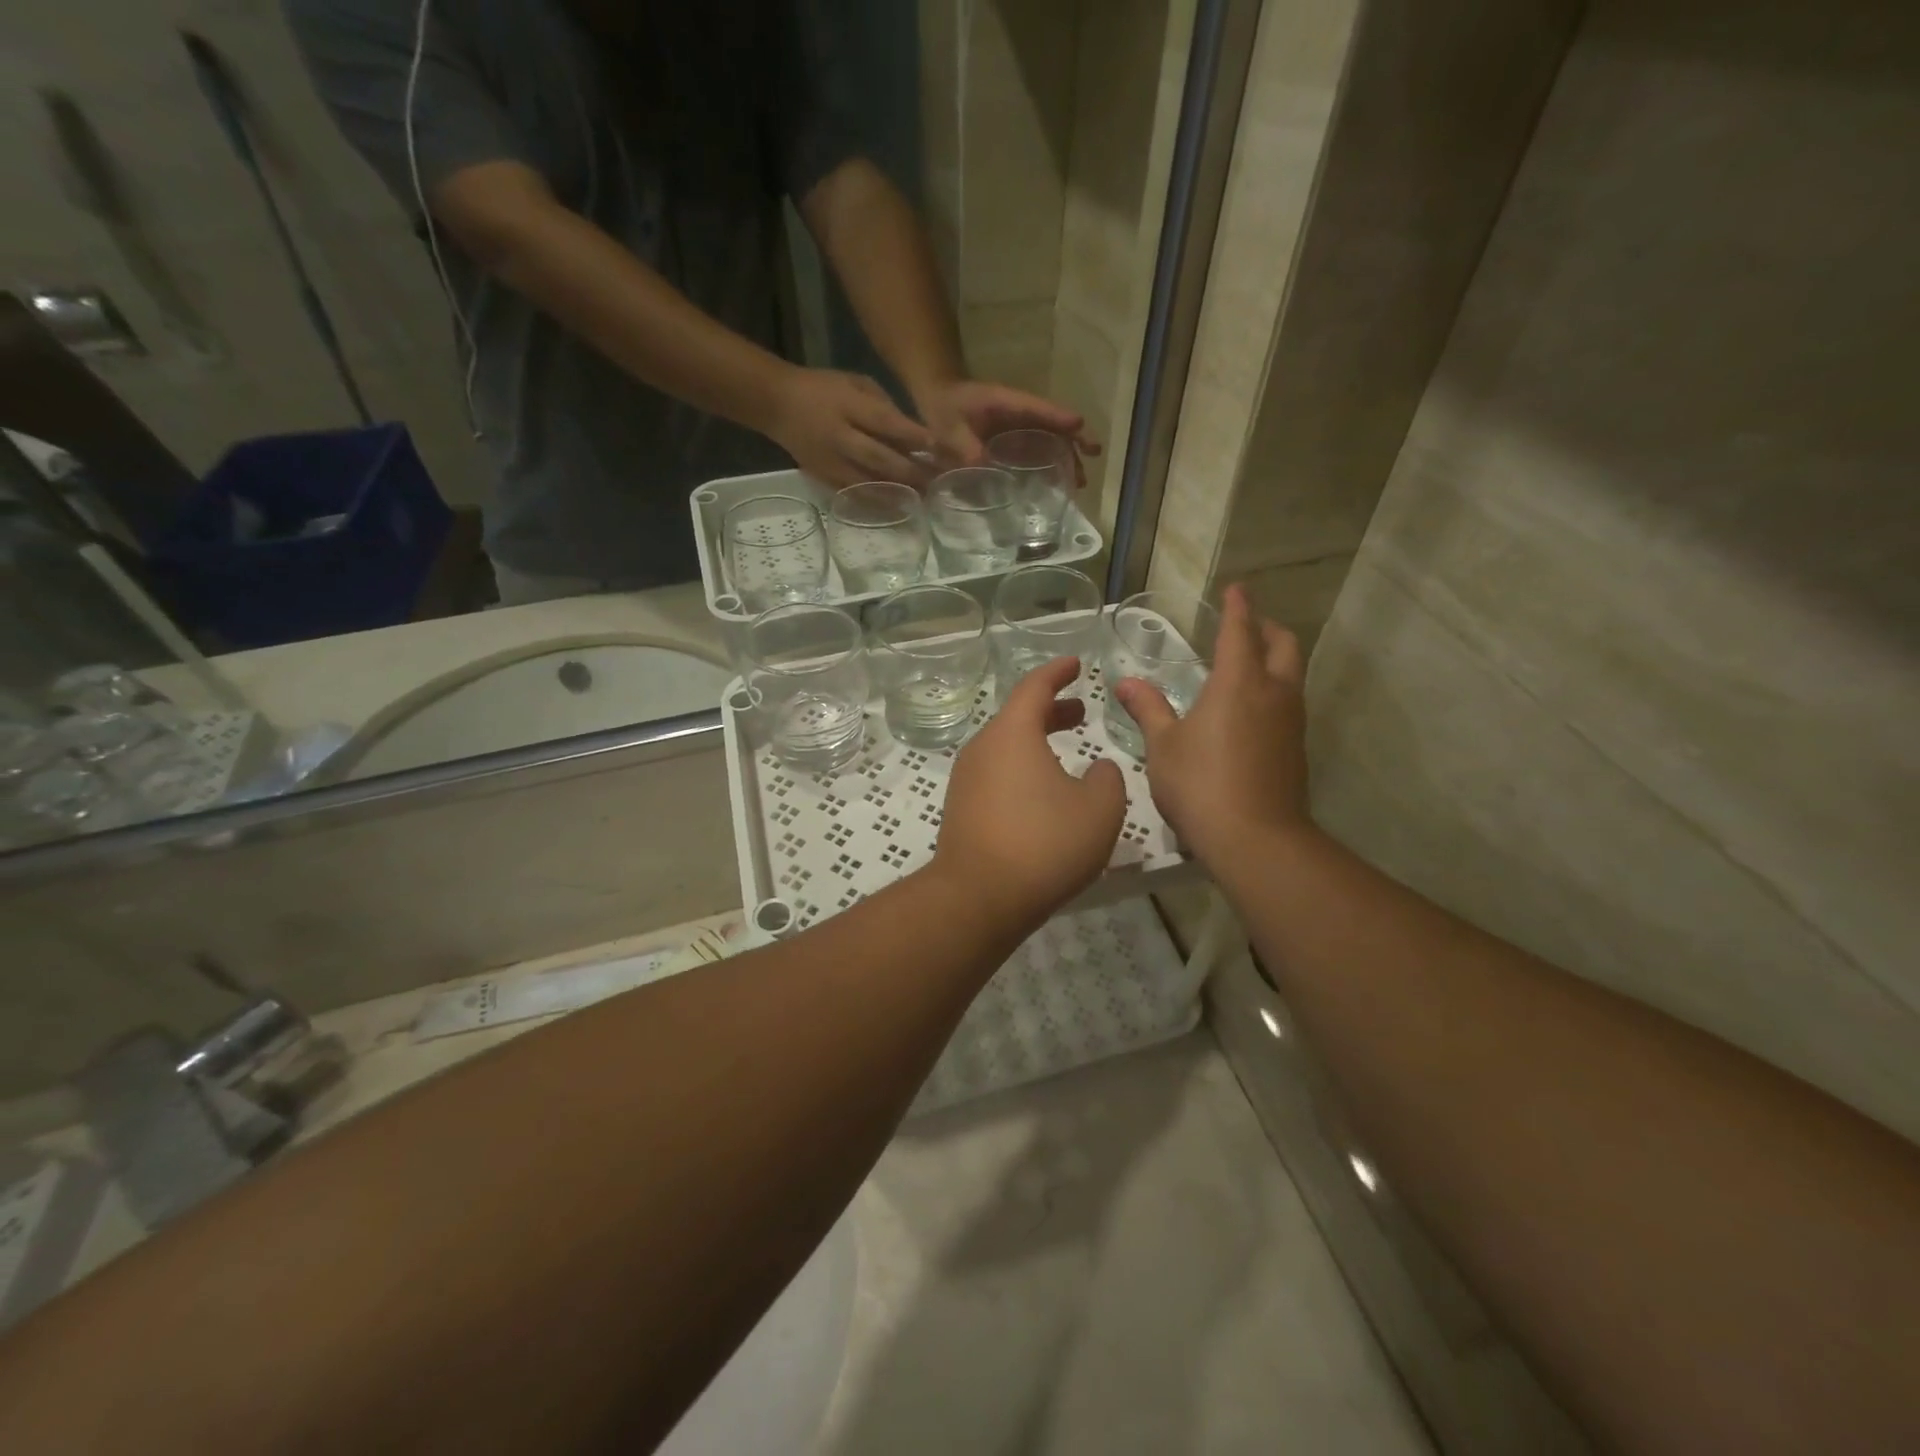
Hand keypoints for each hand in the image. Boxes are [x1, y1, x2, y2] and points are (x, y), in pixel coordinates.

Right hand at [766, 367, 935, 486]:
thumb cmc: (823, 389)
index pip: (885, 422)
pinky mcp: (824, 478)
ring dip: (898, 491)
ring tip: (924, 497)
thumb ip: (884, 406)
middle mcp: (840, 436)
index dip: (912, 436)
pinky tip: (897, 506)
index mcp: (848, 406)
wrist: (777, 404)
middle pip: (880, 458)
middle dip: (911, 471)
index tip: (938, 447)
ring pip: (869, 481)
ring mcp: (831, 461)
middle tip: (938, 482)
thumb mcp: (855, 383)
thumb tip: (914, 434)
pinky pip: (854, 493)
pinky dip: (877, 501)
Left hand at [916, 379, 1101, 479]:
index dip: (1058, 417)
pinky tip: (1058, 485)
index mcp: (1007, 403)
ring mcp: (1020, 427)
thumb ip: (965, 446)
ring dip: (1067, 459)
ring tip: (1079, 483)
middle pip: (1054, 425)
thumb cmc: (944, 408)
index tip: (1078, 425)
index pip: (1038, 409)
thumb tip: (983, 467)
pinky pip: (1038, 451)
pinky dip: (1051, 465)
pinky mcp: (1015, 440)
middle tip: (1092, 459)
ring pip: (1051, 440)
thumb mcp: (949, 427)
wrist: (938, 401)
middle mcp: (1020, 414)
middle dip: (1074, 441)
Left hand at [932, 656, 1126, 927]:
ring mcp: (966, 780)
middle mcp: (983, 748)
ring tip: (1066, 754)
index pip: (1035, 687)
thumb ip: (1108, 778)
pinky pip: (997, 775)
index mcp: (1012, 733)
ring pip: (1006, 748)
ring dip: (1037, 743)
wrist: (978, 898)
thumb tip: (1098, 769)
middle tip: (1080, 712)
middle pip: (1018, 717)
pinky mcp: (961, 810)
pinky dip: (1023, 770)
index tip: (1075, 664)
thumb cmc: (1044, 844)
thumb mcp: (1099, 808)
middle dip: (1051, 710)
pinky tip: (1043, 795)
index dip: (1058, 672)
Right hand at [1112, 585, 1309, 864]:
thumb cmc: (1200, 784)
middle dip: (1266, 627)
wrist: (1255, 839)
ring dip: (1274, 659)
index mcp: (1239, 683)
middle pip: (1283, 645)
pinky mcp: (1296, 749)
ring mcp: (1291, 722)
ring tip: (1247, 664)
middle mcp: (1274, 693)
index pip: (1241, 631)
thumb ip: (1148, 709)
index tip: (1236, 588)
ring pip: (1292, 674)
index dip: (1238, 607)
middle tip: (1245, 625)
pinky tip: (1251, 710)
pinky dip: (1274, 690)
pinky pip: (1289, 703)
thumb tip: (1126, 683)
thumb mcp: (1163, 746)